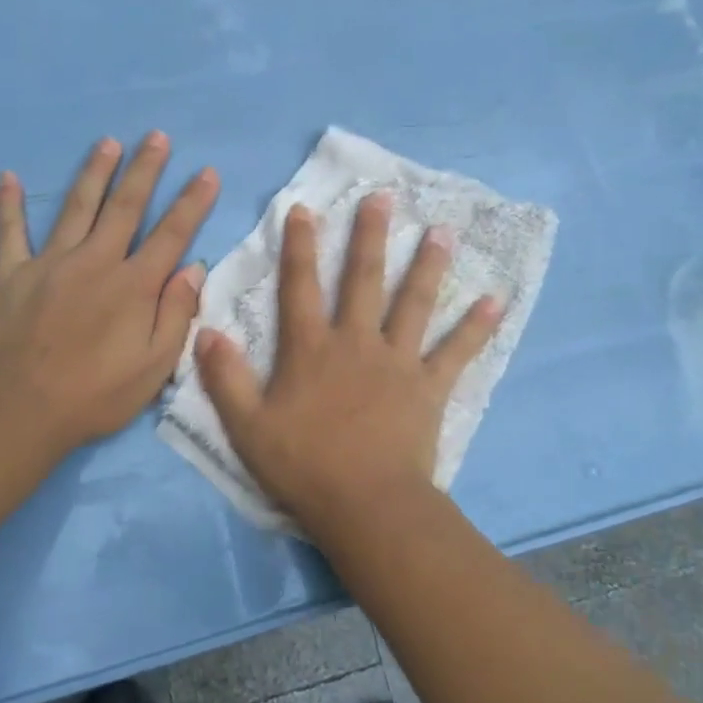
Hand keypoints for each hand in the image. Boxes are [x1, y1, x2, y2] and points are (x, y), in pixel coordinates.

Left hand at [0, 133, 218, 457]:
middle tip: (156, 137)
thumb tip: (194, 269)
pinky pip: (9, 233)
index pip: (172, 234)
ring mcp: (51, 263)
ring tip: (107, 143)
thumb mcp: (155, 366)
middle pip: (125, 206)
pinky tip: (7, 177)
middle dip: (144, 170)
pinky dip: (8, 206)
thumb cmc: (96, 394)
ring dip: (94, 173)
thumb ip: (176, 314)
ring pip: (76, 207)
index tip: (207, 172)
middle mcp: (96, 261)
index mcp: (134, 285)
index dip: (193, 202)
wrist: (21, 409)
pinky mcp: (11, 275)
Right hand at [195, 192, 502, 532]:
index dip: (300, 247)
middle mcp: (356, 343)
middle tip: (383, 198)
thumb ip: (226, 378)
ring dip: (428, 265)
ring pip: (414, 304)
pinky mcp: (429, 386)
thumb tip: (206, 331)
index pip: (301, 287)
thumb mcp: (248, 426)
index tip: (305, 209)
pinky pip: (457, 351)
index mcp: (311, 349)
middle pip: (364, 280)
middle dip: (370, 236)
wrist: (366, 504)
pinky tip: (496, 300)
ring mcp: (398, 361)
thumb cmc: (304, 466)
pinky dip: (477, 327)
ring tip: (442, 231)